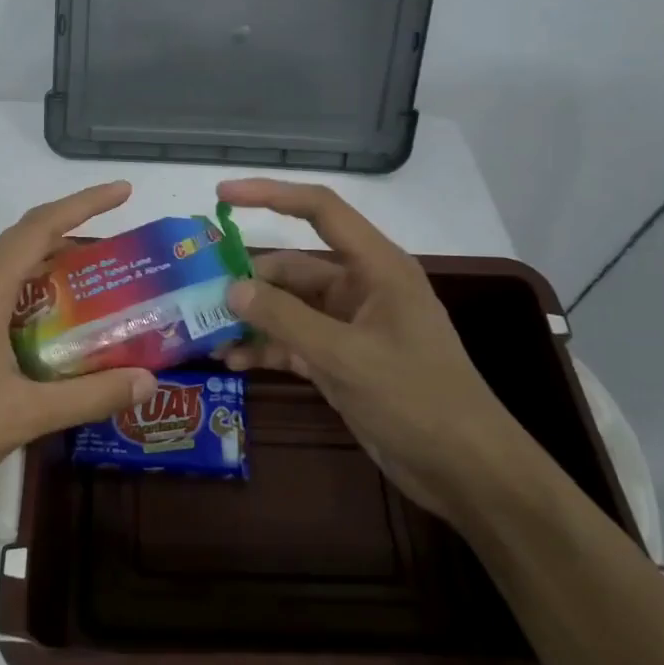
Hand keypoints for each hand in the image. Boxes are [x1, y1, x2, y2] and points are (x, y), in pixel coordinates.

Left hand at [0, 182, 156, 508]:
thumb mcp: (24, 415)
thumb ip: (89, 396)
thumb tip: (148, 382)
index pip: (39, 228)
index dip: (84, 204)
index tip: (123, 192)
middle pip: (23, 242)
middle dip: (72, 234)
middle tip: (118, 251)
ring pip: (6, 269)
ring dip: (48, 267)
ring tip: (92, 285)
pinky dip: (28, 294)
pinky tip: (47, 328)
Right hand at [214, 177, 533, 520]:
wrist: (464, 470)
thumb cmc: (416, 399)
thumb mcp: (346, 356)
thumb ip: (286, 319)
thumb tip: (231, 288)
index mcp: (376, 267)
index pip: (320, 211)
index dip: (271, 195)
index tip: (223, 194)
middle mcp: (360, 288)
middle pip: (293, 268)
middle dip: (248, 281)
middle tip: (199, 296)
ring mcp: (349, 326)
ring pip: (288, 308)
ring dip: (252, 319)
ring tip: (207, 335)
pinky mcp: (341, 361)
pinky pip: (293, 342)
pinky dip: (266, 348)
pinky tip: (233, 361)